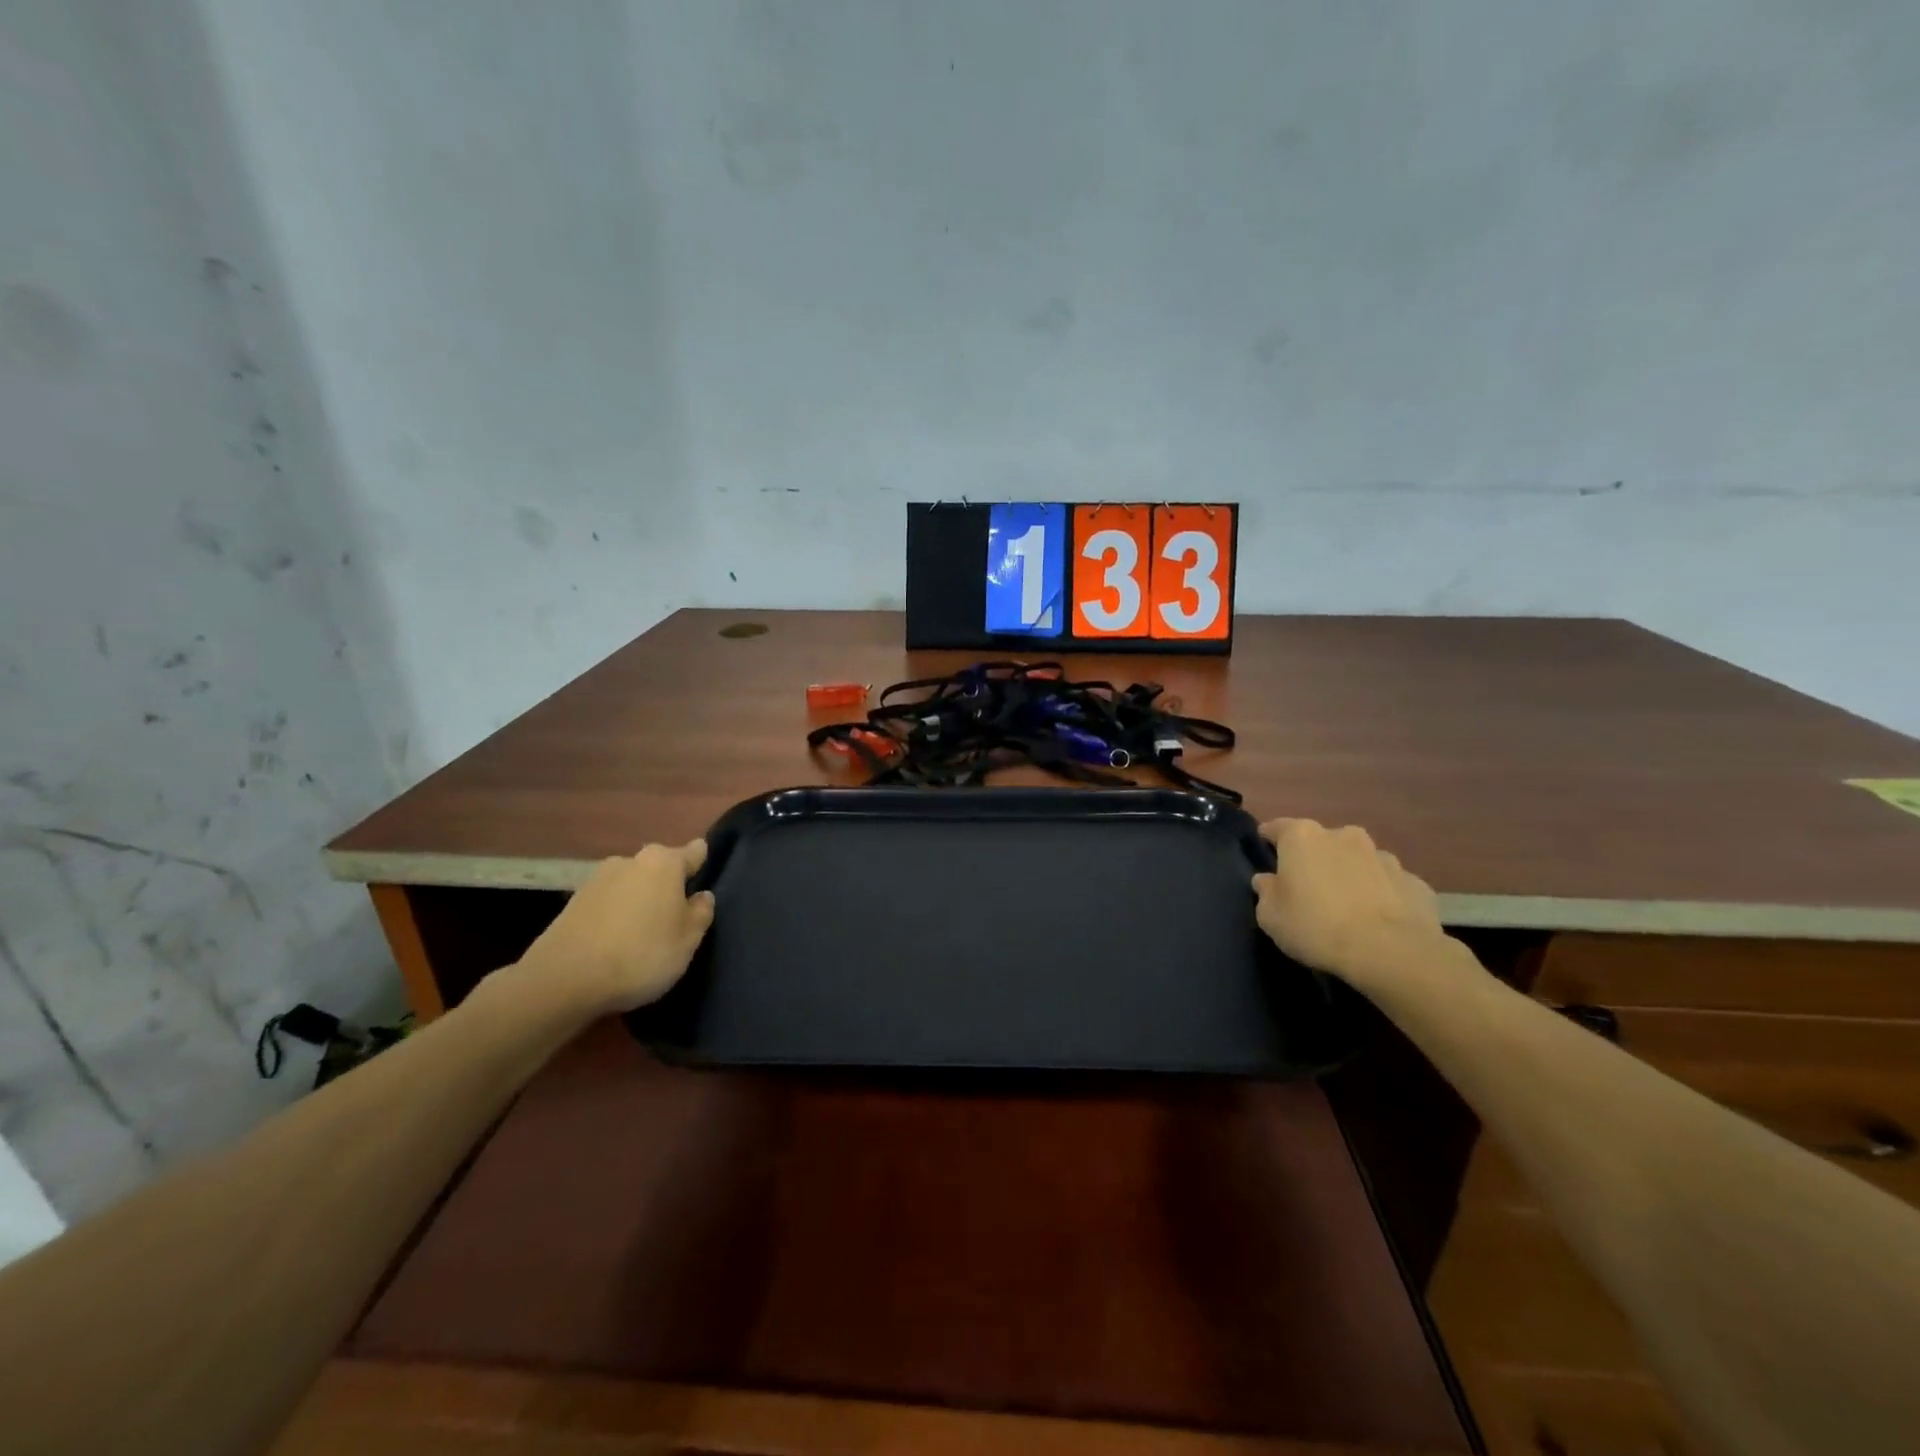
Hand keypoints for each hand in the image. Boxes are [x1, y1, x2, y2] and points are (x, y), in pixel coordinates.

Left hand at [512, 841, 715, 1015]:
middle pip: (659, 868)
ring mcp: (596, 879)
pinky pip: (606, 904)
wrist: (563, 980)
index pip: (694, 852)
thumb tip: (701, 896)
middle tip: (673, 920)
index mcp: (664, 862)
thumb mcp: (687, 941)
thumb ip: (700, 913)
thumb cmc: (641, 954)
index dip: (701, 866)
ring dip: (638, 902)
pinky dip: (613, 917)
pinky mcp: (571, 903)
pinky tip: (613, 944)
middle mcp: (630, 860)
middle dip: (667, 887)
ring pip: (630, 886)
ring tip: (640, 937)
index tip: (702, 887)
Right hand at [1250, 819, 1445, 988]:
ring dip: (1349, 874)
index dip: (1268, 841)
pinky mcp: (1413, 881)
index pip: (1276, 828)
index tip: (1265, 856)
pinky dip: (1380, 894)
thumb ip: (1266, 892)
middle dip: (1313, 859)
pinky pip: (1387, 883)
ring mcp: (1383, 856)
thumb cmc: (1317, 927)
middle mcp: (1343, 835)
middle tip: (1308, 889)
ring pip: (1357, 860)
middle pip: (1320, 842)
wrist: (1391, 952)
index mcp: (1302, 837)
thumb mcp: (1271, 917)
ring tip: (1347, 907)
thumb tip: (1268, 881)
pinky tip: (1378, 920)